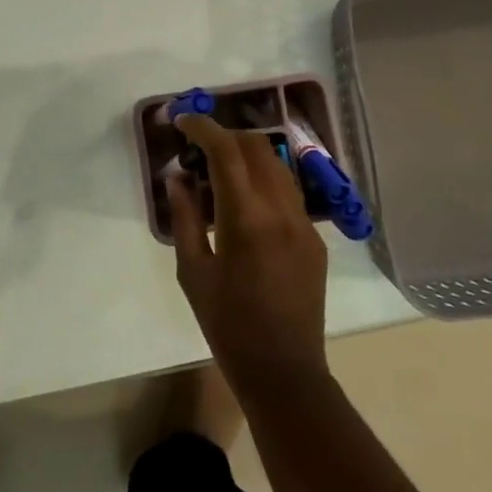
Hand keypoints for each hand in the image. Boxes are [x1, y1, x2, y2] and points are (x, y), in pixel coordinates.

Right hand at [167, 114, 329, 396]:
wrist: (284, 370)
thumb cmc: (227, 325)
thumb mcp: (193, 271)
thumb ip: (184, 217)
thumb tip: (177, 177)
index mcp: (246, 219)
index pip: (226, 152)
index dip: (202, 128)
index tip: (182, 121)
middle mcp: (281, 211)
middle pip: (257, 147)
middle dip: (225, 137)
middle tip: (197, 148)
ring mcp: (304, 223)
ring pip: (277, 165)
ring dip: (247, 156)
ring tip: (219, 173)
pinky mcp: (314, 238)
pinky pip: (288, 192)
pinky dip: (263, 181)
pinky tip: (244, 203)